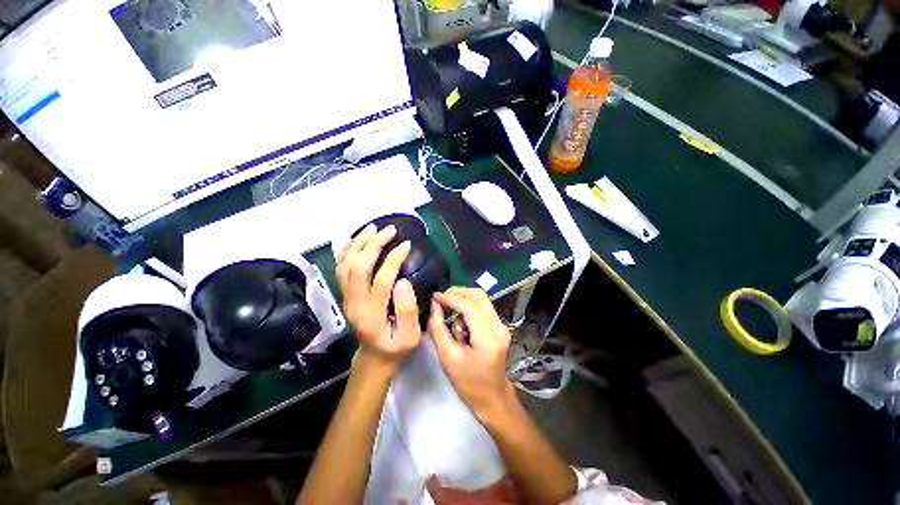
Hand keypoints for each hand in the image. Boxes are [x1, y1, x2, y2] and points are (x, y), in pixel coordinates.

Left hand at [336, 224, 420, 376]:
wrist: (374, 357)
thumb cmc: (395, 347)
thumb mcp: (410, 336)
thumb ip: (408, 311)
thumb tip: (403, 281)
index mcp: (371, 314)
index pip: (381, 279)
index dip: (393, 259)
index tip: (406, 245)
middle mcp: (354, 303)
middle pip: (358, 267)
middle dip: (374, 244)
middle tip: (391, 230)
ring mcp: (346, 298)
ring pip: (346, 264)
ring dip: (358, 243)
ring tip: (373, 228)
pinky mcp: (345, 294)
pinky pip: (340, 269)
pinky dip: (345, 251)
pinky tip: (353, 239)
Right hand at [428, 287, 515, 420]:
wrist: (493, 398)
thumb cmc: (468, 383)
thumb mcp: (448, 357)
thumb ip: (438, 328)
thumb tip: (435, 305)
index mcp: (488, 338)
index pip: (469, 306)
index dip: (450, 298)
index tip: (434, 296)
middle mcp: (499, 327)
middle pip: (479, 296)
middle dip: (458, 292)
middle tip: (441, 298)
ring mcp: (502, 325)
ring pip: (482, 299)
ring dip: (463, 298)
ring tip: (448, 309)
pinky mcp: (500, 326)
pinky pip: (483, 307)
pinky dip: (469, 306)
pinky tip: (459, 317)